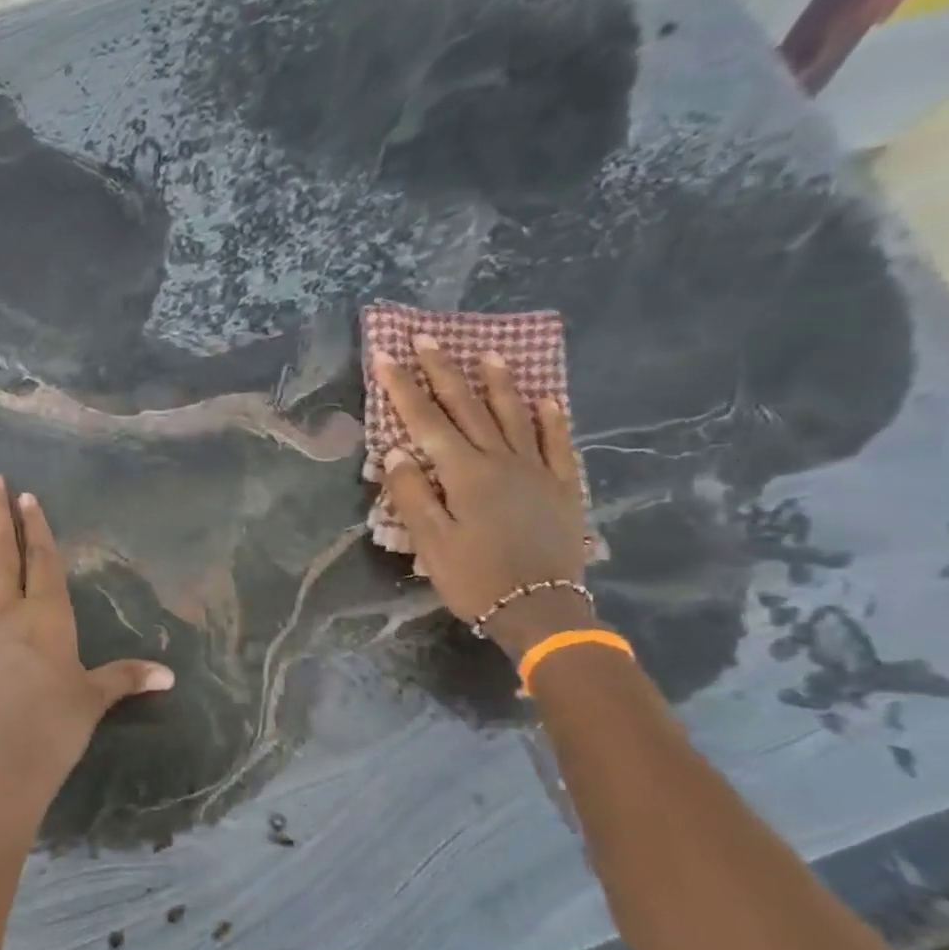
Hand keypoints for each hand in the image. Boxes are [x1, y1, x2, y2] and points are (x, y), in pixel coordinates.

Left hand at [0, 475, 174, 830]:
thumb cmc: (54, 729)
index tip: (28, 498)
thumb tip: (169, 674)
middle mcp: (10, 614)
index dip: (38, 528)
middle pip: (5, 555)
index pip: (43, 561)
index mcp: (48, 618)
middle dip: (0, 516)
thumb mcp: (94, 700)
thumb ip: (126, 678)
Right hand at [372, 335, 595, 657]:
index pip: (426, 420)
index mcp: (464, 473)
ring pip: (515, 416)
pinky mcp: (562, 487)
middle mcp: (501, 460)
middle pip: (468, 407)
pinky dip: (552, 419)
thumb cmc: (475, 578)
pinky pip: (557, 444)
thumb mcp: (431, 542)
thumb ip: (412, 494)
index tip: (386, 356)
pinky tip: (548, 400)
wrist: (541, 610)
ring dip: (499, 383)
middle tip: (428, 339)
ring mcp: (537, 470)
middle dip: (445, 371)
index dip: (404, 387)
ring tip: (489, 354)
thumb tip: (396, 452)